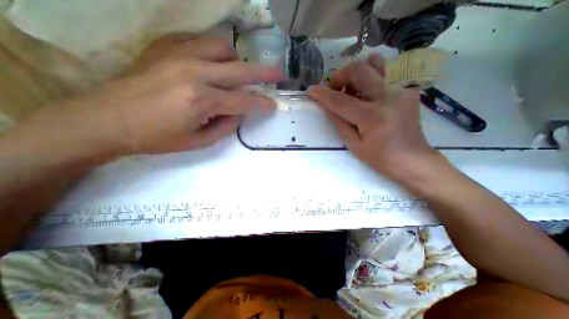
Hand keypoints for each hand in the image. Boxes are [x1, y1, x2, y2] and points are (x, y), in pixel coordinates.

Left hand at [74, 34, 281, 154]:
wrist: (107, 119)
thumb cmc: (157, 137)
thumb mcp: (199, 141)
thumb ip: (226, 126)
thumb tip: (240, 112)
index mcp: (202, 101)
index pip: (244, 101)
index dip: (262, 104)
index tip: (273, 105)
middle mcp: (195, 73)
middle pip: (241, 70)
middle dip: (264, 73)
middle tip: (279, 74)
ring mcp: (179, 56)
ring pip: (222, 49)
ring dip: (237, 61)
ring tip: (239, 73)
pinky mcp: (166, 48)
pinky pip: (201, 42)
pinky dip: (216, 52)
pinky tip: (215, 64)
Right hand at [309, 53, 440, 180]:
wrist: (412, 159)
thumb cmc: (380, 158)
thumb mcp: (354, 144)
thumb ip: (338, 121)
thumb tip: (324, 105)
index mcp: (373, 117)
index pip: (341, 101)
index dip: (323, 94)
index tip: (311, 90)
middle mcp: (389, 98)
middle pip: (360, 70)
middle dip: (340, 75)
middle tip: (334, 88)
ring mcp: (401, 90)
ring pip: (374, 66)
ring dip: (355, 74)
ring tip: (349, 89)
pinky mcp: (407, 90)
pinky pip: (383, 76)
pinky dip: (368, 80)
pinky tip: (365, 95)